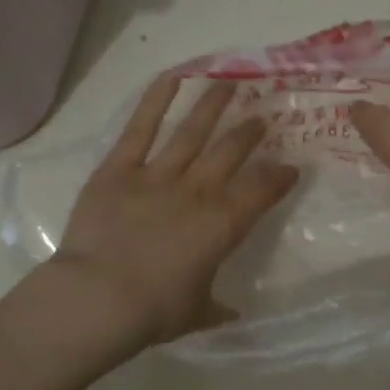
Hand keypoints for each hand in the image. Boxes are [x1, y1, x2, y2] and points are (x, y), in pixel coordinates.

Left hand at [51, 76, 298, 347]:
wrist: (99, 298)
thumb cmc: (154, 311)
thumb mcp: (195, 313)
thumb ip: (215, 307)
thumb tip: (230, 313)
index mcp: (223, 224)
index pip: (262, 190)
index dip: (279, 177)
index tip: (290, 168)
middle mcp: (198, 191)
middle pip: (231, 151)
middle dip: (251, 132)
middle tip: (262, 117)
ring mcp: (157, 175)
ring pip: (193, 131)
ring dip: (214, 106)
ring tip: (230, 84)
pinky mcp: (119, 169)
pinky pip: (140, 129)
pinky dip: (156, 101)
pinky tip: (174, 76)